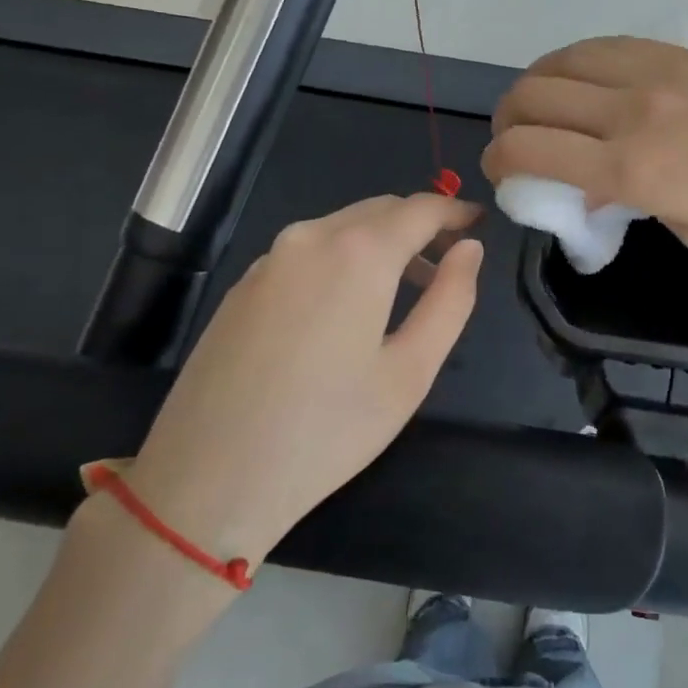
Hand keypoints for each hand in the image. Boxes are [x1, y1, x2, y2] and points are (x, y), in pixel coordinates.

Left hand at [122, 194, 483, 567]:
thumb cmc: (328, 430)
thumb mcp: (410, 372)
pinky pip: (307, 252)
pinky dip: (341, 259)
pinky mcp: (241, 286)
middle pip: (378, 210)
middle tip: (449, 262)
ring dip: (380, 243)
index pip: (420, 208)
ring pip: (340, 228)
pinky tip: (346, 307)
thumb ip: (450, 300)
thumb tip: (469, 250)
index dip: (455, 212)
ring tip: (405, 289)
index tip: (480, 224)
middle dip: (419, 225)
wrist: (208, 479)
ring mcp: (268, 260)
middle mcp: (309, 238)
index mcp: (358, 253)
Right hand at [483, 37, 687, 273]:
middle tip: (514, 140)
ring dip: (535, 83)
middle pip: (534, 97)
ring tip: (538, 104)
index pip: (531, 150)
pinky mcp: (682, 51)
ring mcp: (657, 72)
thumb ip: (637, 202)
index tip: (502, 172)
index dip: (500, 161)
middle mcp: (631, 111)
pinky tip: (581, 76)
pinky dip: (576, 61)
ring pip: (563, 61)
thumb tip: (601, 185)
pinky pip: (607, 46)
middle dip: (506, 120)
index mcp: (633, 169)